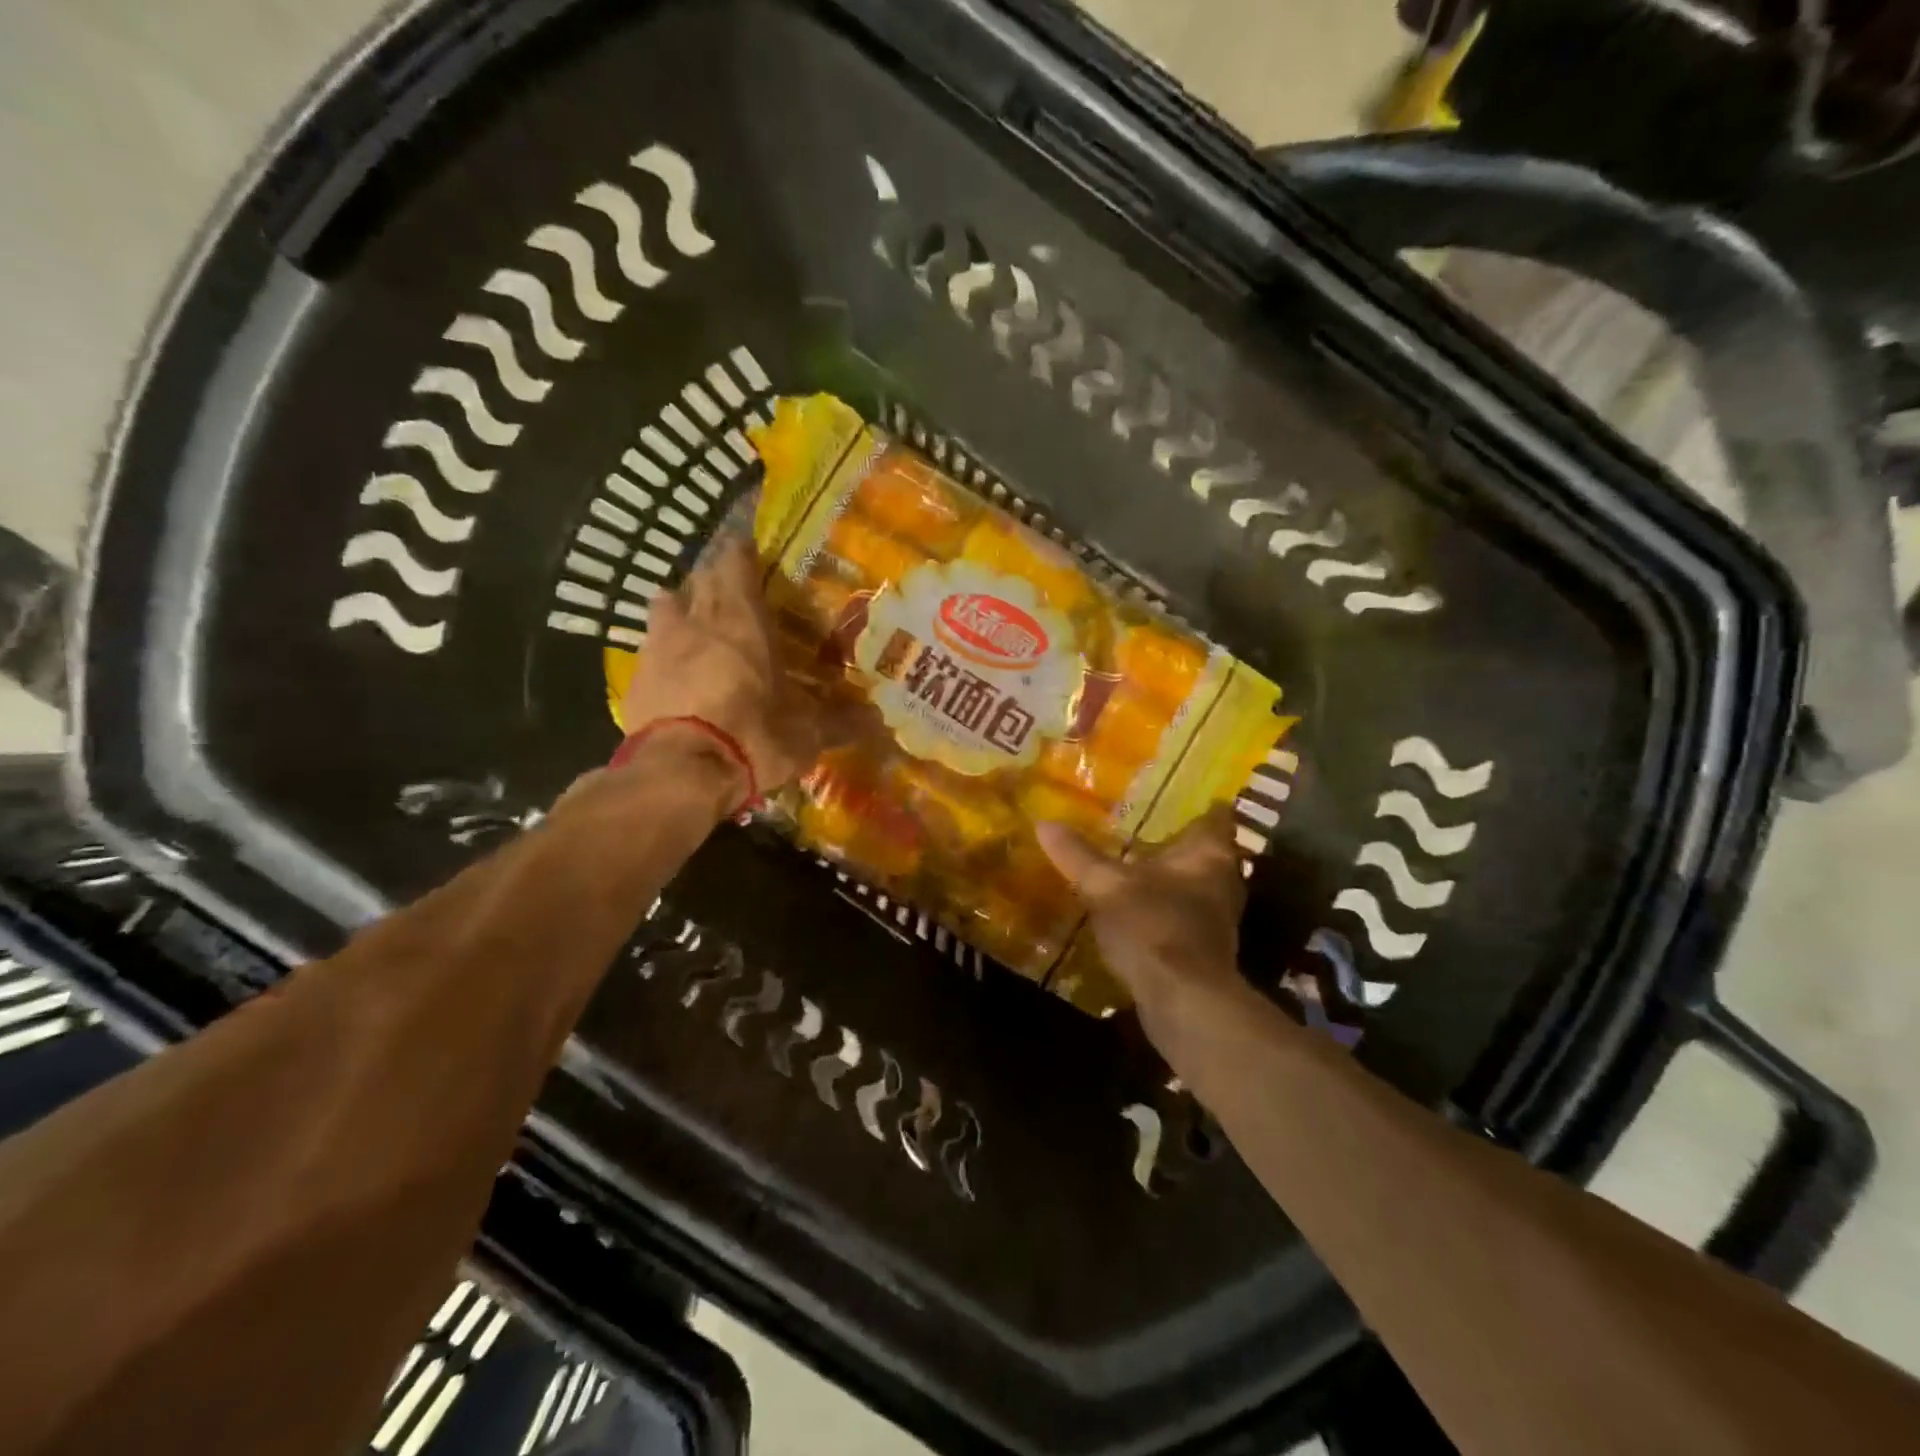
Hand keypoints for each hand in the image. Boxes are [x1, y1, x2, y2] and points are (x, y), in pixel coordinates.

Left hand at [618, 535, 826, 797]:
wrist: (681, 772)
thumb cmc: (753, 737)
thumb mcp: (807, 733)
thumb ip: (842, 721)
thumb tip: (879, 721)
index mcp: (743, 620)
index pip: (736, 562)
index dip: (743, 553)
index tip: (753, 553)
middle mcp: (698, 620)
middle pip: (700, 577)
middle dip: (716, 578)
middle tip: (736, 594)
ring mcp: (660, 645)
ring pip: (666, 603)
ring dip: (682, 605)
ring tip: (700, 624)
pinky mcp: (636, 676)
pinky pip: (649, 646)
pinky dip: (663, 648)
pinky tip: (675, 669)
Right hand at [1037, 807, 1263, 1044]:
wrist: (1184, 1002)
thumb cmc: (1152, 926)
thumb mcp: (1104, 885)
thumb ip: (1076, 854)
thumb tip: (1044, 823)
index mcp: (1208, 853)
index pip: (1215, 814)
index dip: (1196, 801)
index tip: (1170, 793)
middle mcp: (1224, 879)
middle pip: (1206, 849)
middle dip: (1177, 839)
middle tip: (1141, 825)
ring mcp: (1219, 916)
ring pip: (1196, 882)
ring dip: (1170, 875)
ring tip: (1133, 864)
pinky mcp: (1207, 946)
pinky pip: (1186, 912)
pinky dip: (1166, 905)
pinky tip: (1137, 906)